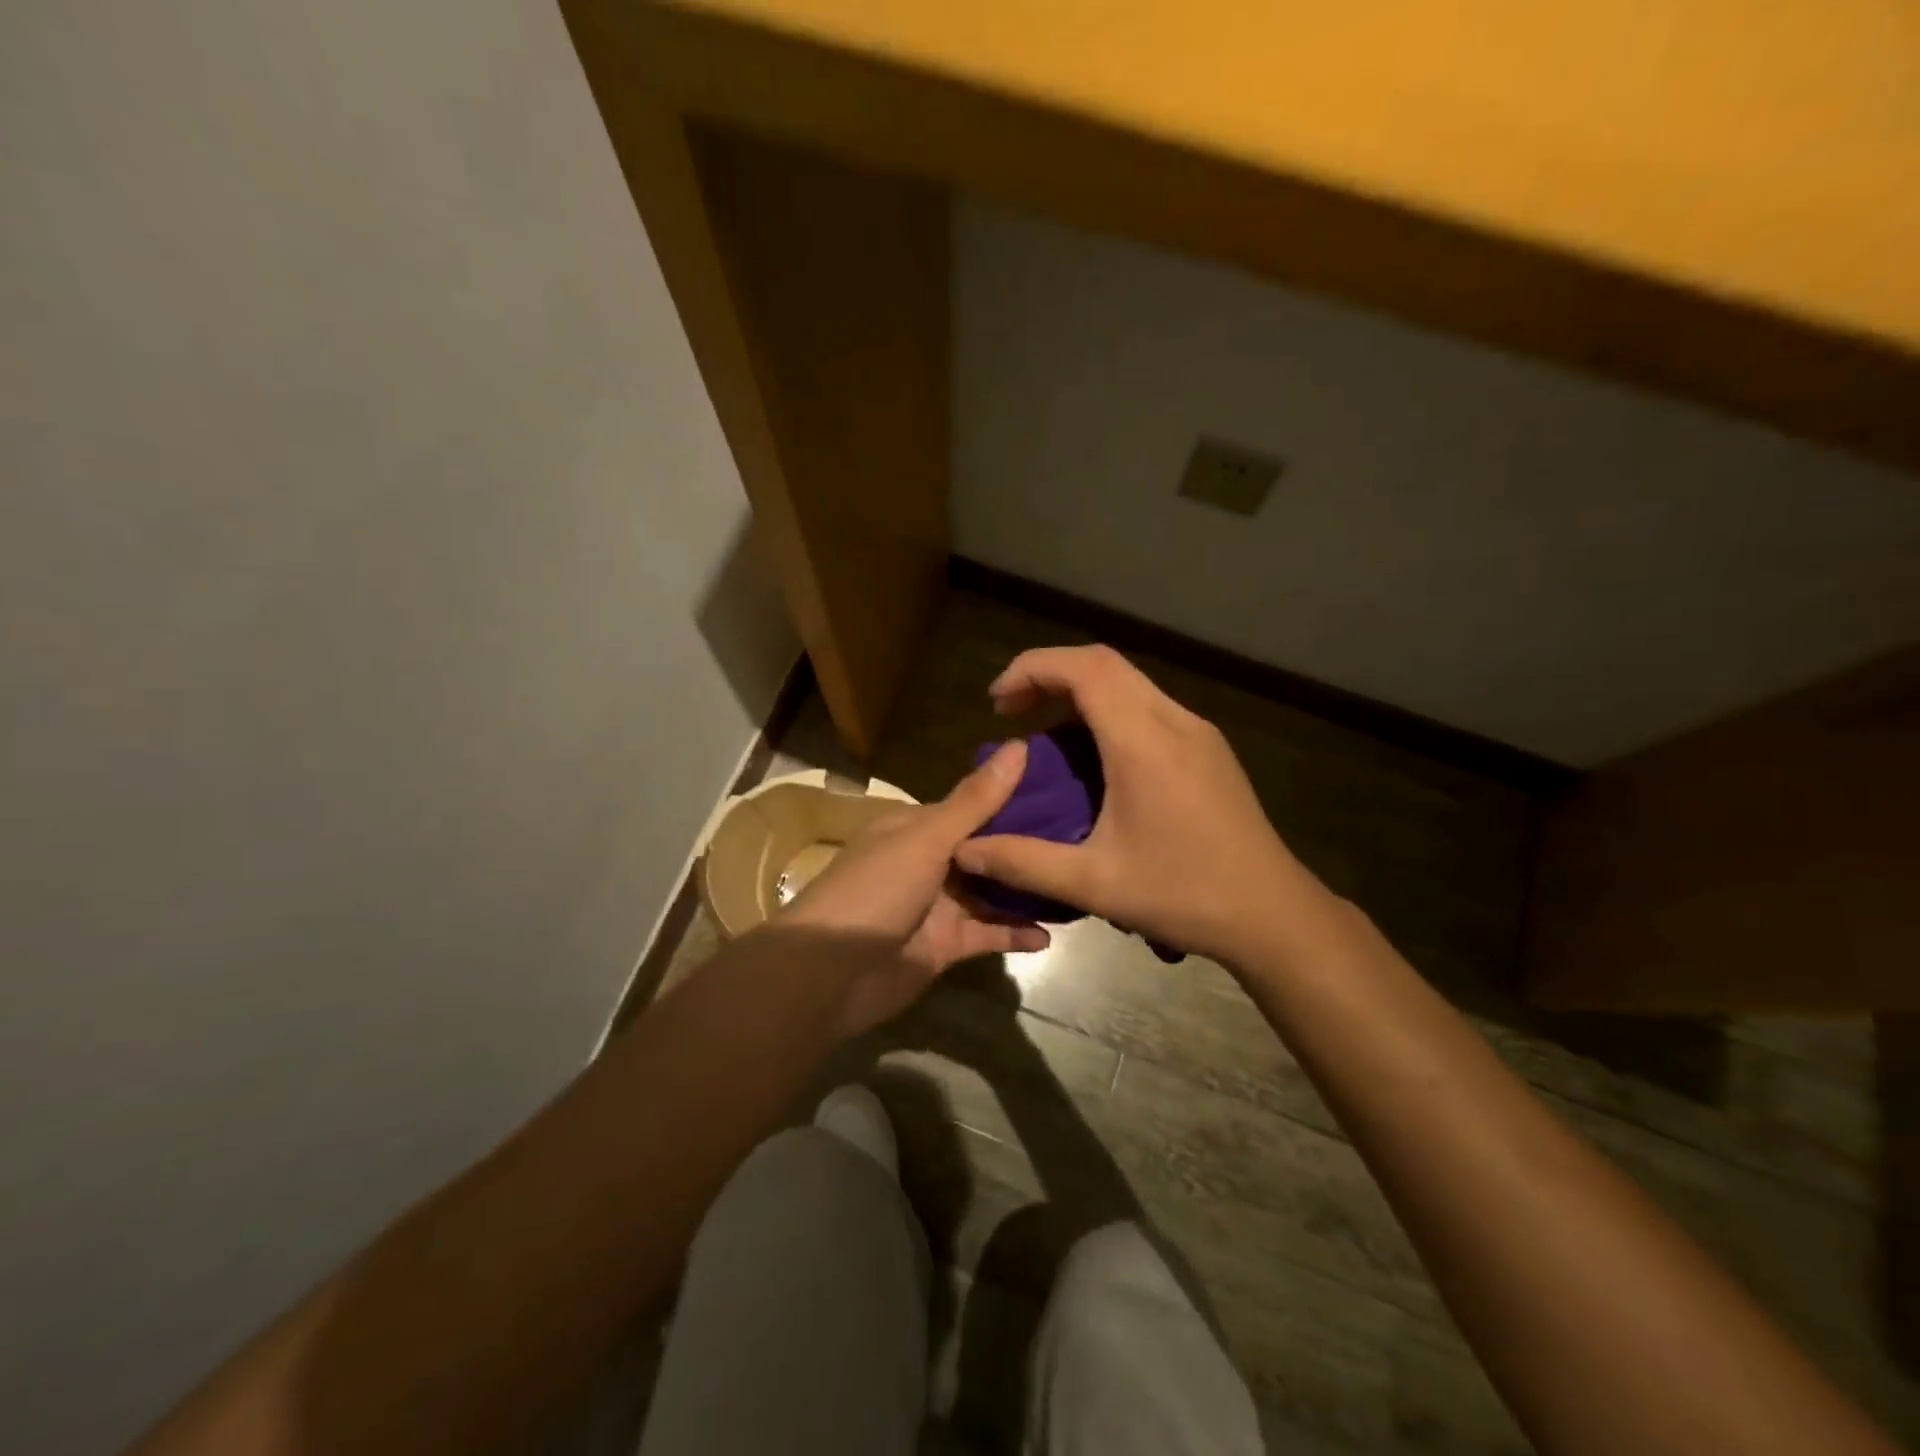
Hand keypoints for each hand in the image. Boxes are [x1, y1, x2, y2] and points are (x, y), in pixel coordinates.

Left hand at [783, 743, 1049, 1035]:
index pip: (972, 806)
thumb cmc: (876, 890)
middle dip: (1025, 846)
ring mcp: (937, 906)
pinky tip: (1052, 933)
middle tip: (1085, 836)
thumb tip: (1020, 746)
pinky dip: (1015, 933)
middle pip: (985, 850)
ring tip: (1074, 881)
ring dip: (1024, 889)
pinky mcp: (945, 946)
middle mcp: (928, 862)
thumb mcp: (927, 839)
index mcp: (917, 827)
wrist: (829, 974)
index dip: (1014, 797)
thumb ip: (976, 801)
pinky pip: (987, 935)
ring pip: (990, 893)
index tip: (1065, 787)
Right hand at [953, 645, 1331, 965]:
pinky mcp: (1209, 748)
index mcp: (1144, 742)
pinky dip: (1108, 711)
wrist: (1274, 914)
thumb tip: (963, 850)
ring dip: (1080, 692)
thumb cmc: (1184, 894)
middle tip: (1012, 713)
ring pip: (1129, 682)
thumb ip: (1023, 862)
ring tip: (1045, 735)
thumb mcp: (1095, 883)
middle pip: (1105, 664)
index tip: (997, 702)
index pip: (1084, 668)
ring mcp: (1198, 732)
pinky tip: (1095, 759)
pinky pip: (1148, 707)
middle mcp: (1174, 721)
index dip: (1032, 669)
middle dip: (1049, 674)